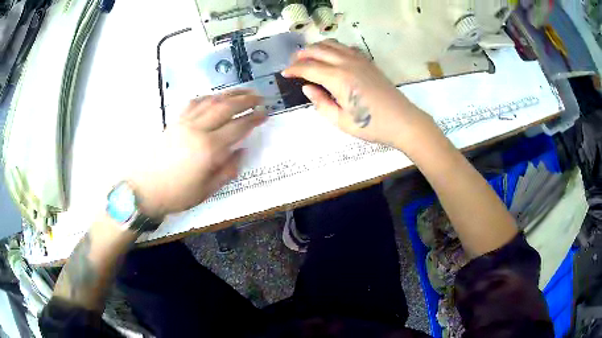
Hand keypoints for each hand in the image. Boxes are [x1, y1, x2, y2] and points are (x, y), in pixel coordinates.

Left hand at [130, 90, 265, 217]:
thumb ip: (227, 170)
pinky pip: (193, 103)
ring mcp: (185, 123)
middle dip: (245, 100)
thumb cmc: (177, 194)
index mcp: (209, 149)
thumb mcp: (207, 190)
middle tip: (259, 98)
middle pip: (226, 107)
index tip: (265, 113)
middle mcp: (199, 130)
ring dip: (229, 94)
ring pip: (211, 101)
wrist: (145, 189)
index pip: (238, 127)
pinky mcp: (175, 122)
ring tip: (243, 91)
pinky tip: (213, 97)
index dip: (254, 118)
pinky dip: (207, 97)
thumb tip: (241, 151)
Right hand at [282, 40, 435, 149]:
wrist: (403, 121)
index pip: (308, 67)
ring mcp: (359, 60)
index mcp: (338, 79)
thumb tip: (308, 88)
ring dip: (316, 47)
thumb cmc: (372, 125)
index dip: (294, 69)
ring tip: (308, 56)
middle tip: (293, 63)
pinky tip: (331, 55)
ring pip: (332, 44)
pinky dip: (333, 47)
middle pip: (318, 50)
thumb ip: (321, 103)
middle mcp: (346, 63)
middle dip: (301, 54)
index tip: (285, 73)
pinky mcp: (368, 61)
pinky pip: (346, 47)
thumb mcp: (341, 121)